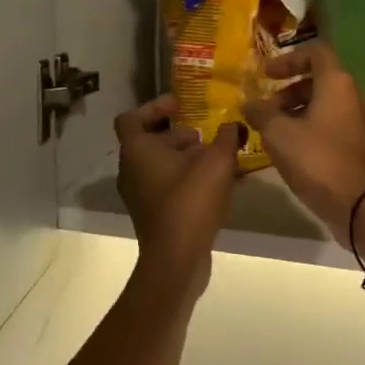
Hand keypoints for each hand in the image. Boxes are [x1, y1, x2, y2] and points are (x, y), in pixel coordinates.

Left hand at [115, 95, 241, 297]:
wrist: (176, 258)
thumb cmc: (190, 201)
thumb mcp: (218, 162)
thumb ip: (227, 137)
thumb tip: (234, 125)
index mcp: (137, 150)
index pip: (131, 117)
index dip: (154, 107)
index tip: (180, 106)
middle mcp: (130, 170)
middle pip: (147, 141)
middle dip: (176, 135)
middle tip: (203, 135)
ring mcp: (137, 194)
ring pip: (157, 165)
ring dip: (182, 158)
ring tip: (214, 159)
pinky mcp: (150, 214)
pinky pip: (164, 186)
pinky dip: (183, 179)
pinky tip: (213, 185)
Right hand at [244, 44, 364, 247]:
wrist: (353, 202)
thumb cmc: (314, 158)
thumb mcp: (277, 132)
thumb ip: (260, 112)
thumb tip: (249, 103)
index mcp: (336, 83)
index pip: (315, 52)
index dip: (288, 59)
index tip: (267, 75)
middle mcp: (352, 96)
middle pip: (318, 79)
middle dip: (287, 90)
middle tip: (265, 108)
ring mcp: (357, 121)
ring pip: (323, 104)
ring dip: (295, 110)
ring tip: (271, 130)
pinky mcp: (355, 144)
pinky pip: (329, 123)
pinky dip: (307, 126)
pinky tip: (288, 147)